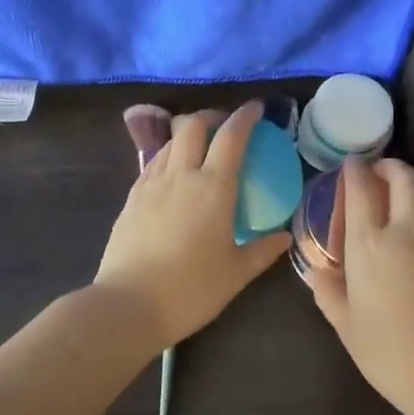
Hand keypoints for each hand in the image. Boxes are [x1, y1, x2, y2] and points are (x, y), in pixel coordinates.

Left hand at [95, 100, 291, 349]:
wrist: (128, 305)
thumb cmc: (191, 290)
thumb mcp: (236, 273)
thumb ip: (263, 250)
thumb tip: (285, 236)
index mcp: (213, 187)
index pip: (232, 136)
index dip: (245, 117)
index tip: (256, 109)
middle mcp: (181, 175)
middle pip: (193, 126)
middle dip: (211, 116)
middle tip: (225, 126)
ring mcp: (151, 184)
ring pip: (170, 142)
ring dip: (187, 134)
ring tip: (199, 148)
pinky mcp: (131, 198)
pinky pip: (153, 164)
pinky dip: (168, 157)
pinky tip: (173, 176)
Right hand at [309, 157, 413, 414]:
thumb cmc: (390, 352)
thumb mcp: (347, 327)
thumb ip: (329, 293)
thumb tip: (319, 273)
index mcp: (369, 245)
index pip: (361, 189)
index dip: (355, 170)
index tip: (351, 164)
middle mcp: (405, 232)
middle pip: (404, 179)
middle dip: (390, 166)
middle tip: (378, 173)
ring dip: (412, 189)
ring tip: (400, 201)